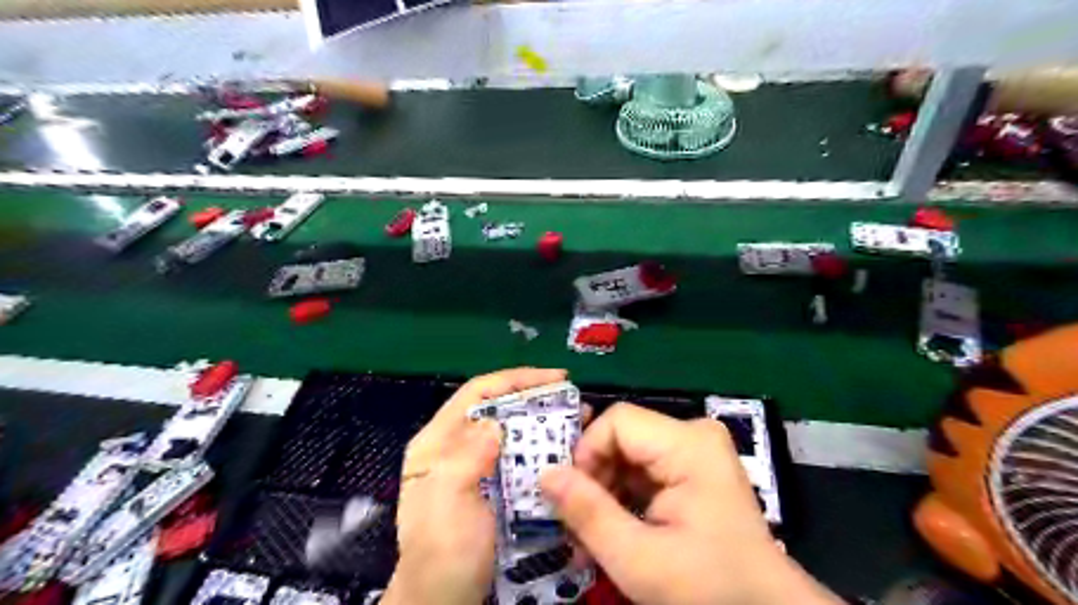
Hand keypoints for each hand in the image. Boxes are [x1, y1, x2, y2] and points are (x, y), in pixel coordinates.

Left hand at [382, 368, 565, 604]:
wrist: (444, 603)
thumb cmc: (444, 554)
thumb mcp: (449, 504)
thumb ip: (466, 457)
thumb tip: (496, 424)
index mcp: (436, 443)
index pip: (476, 393)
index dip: (515, 380)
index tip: (555, 379)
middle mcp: (453, 446)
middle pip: (496, 407)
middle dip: (534, 398)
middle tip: (572, 399)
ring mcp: (472, 466)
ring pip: (510, 429)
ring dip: (542, 422)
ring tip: (576, 420)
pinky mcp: (490, 485)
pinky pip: (517, 455)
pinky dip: (540, 448)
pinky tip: (564, 450)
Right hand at [539, 402, 841, 604]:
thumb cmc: (709, 588)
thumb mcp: (639, 559)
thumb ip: (588, 513)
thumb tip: (544, 475)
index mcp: (689, 444)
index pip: (617, 421)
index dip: (586, 453)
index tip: (572, 498)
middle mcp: (694, 434)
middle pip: (622, 437)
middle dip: (594, 478)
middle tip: (577, 525)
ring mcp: (696, 450)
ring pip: (628, 454)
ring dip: (605, 492)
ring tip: (592, 535)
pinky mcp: (694, 467)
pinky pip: (644, 469)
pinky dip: (623, 496)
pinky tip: (616, 529)